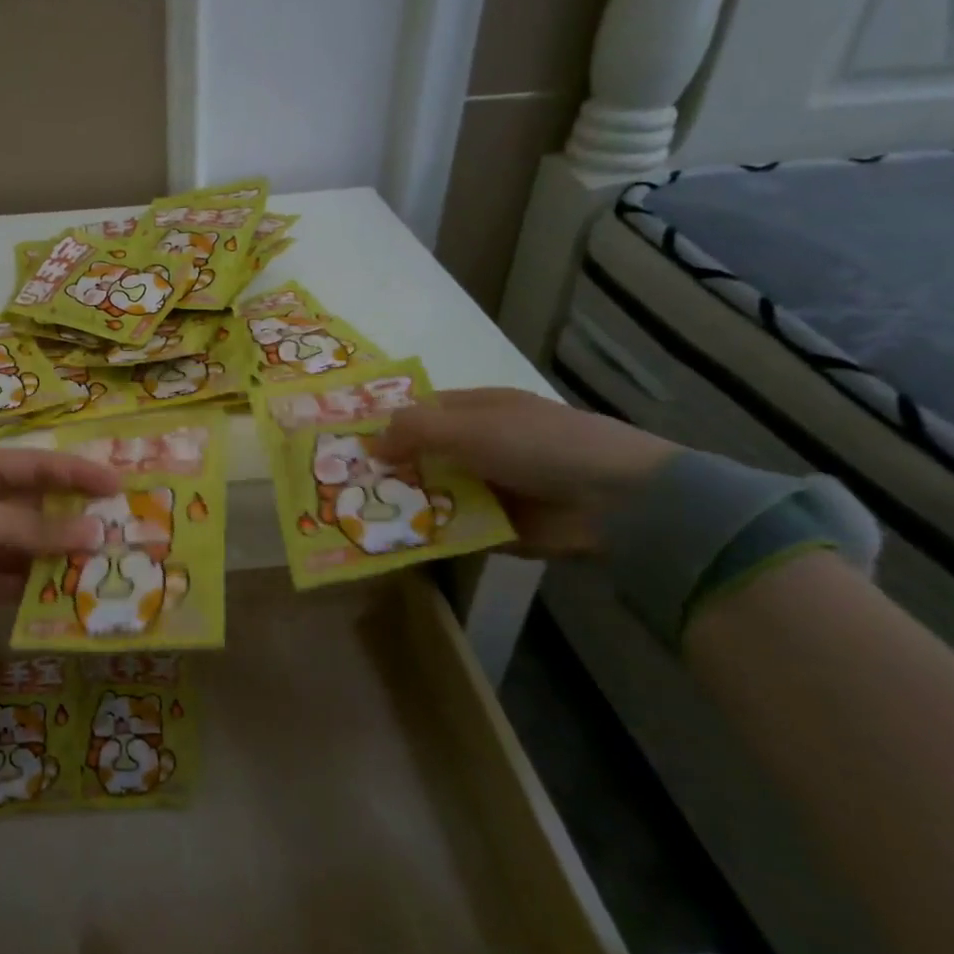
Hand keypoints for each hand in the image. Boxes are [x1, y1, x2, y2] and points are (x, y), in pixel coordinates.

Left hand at [0, 448, 118, 629]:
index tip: (122, 486)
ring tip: (102, 573)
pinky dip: (32, 590)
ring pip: (28, 549)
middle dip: (76, 523)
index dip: (81, 473)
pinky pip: (9, 581)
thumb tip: (97, 534)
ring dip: (58, 561)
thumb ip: (37, 531)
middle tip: (121, 536)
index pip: (43, 466)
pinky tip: (65, 600)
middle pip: (40, 510)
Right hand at [373, 388, 677, 558]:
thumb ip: (415, 431)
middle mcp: (479, 446)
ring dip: (401, 504)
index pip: (420, 412)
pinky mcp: (495, 527)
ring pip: (432, 494)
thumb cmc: (539, 445)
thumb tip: (369, 443)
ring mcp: (487, 488)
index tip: (344, 443)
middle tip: (338, 485)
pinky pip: (450, 529)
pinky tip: (387, 543)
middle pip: (421, 456)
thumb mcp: (470, 428)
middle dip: (386, 469)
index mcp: (477, 411)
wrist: (615, 502)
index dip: (385, 424)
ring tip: (352, 518)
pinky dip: (425, 535)